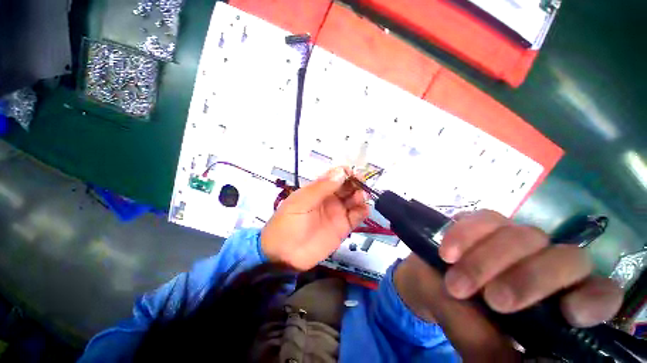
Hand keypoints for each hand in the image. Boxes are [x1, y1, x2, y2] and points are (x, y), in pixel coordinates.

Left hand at [261, 167, 369, 270]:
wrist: (285, 255)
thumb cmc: (288, 223)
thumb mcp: (301, 202)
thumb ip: (321, 188)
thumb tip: (341, 172)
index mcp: (318, 190)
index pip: (335, 176)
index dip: (345, 172)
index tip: (353, 174)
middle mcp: (330, 199)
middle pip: (347, 186)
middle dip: (356, 183)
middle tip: (361, 185)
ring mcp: (337, 213)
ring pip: (354, 199)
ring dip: (361, 195)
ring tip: (360, 198)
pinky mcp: (343, 227)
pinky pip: (357, 216)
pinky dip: (363, 211)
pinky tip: (363, 210)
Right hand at [394, 210, 622, 359]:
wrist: (430, 284)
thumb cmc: (461, 316)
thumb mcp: (478, 343)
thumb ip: (497, 353)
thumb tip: (524, 362)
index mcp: (556, 299)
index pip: (599, 292)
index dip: (594, 298)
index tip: (569, 314)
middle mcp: (544, 263)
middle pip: (565, 259)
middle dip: (530, 280)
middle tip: (493, 301)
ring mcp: (512, 238)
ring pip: (521, 236)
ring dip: (486, 262)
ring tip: (457, 285)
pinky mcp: (481, 223)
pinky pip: (481, 220)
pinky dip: (464, 236)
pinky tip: (447, 254)